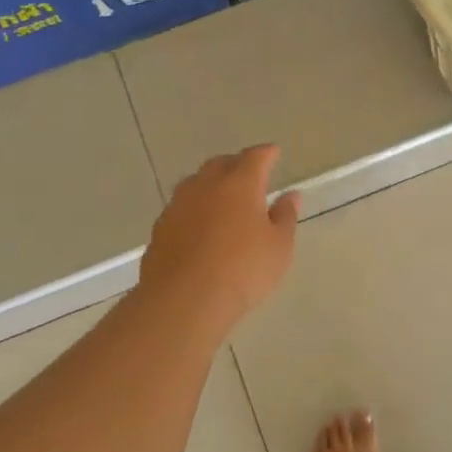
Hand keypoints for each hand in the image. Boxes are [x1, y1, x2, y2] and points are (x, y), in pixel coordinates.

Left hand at [138, 146, 299, 331]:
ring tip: (221, 198)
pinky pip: (181, 208)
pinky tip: (199, 226)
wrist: (184, 299)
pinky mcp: (160, 228)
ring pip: (196, 184)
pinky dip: (194, 209)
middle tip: (247, 174)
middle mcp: (205, 186)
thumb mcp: (278, 247)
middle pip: (220, 164)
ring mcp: (178, 206)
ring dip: (210, 185)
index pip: (255, 157)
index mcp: (239, 184)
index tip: (273, 152)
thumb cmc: (243, 270)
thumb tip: (290, 195)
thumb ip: (285, 217)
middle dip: (235, 164)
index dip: (266, 153)